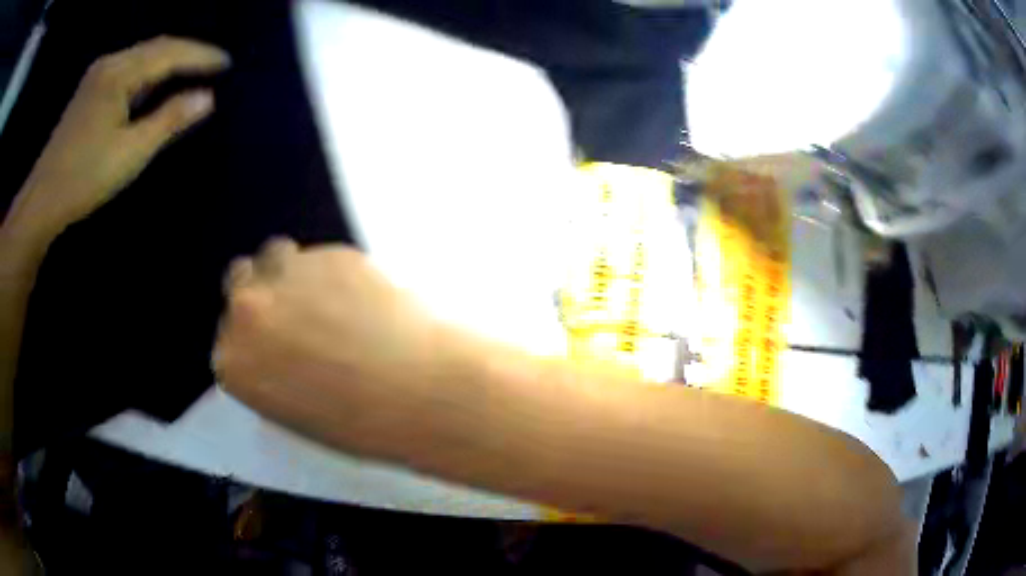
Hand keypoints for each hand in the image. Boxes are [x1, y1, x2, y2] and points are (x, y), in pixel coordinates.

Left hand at [6, 36, 228, 238]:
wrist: (41, 201)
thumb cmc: (83, 178)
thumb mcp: (130, 153)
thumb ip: (169, 120)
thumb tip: (208, 97)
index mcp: (119, 73)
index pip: (169, 53)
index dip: (200, 55)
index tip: (227, 63)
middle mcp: (110, 63)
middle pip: (156, 47)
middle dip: (187, 53)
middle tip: (213, 65)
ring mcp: (97, 76)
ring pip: (141, 56)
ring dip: (168, 61)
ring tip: (191, 70)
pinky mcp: (90, 91)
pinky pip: (127, 69)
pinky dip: (148, 72)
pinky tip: (155, 83)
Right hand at [214, 240, 460, 457]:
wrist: (416, 392)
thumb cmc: (358, 424)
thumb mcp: (296, 414)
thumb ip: (270, 376)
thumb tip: (278, 354)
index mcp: (233, 362)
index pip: (228, 336)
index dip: (253, 334)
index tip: (273, 337)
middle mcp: (248, 312)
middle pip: (240, 281)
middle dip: (264, 293)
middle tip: (295, 309)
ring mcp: (287, 276)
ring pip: (276, 256)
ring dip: (293, 273)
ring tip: (328, 297)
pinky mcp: (329, 254)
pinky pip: (323, 257)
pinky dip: (337, 272)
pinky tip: (365, 298)